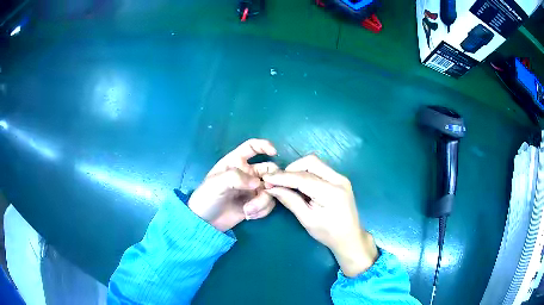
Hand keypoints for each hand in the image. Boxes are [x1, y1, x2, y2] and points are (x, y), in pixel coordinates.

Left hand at [188, 139, 278, 231]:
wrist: (205, 222)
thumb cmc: (207, 197)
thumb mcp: (217, 183)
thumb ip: (237, 178)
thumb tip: (258, 183)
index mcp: (236, 162)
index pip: (252, 147)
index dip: (264, 145)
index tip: (274, 152)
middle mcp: (247, 173)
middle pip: (268, 170)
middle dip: (271, 180)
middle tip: (267, 190)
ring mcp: (252, 189)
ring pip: (270, 190)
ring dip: (263, 201)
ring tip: (248, 210)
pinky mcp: (256, 204)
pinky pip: (268, 204)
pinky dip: (262, 210)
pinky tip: (249, 215)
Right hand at [263, 155, 377, 276]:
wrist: (350, 237)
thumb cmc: (328, 233)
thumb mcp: (307, 220)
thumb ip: (290, 201)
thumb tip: (271, 188)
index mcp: (331, 193)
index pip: (303, 178)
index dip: (283, 177)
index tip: (266, 178)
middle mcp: (339, 179)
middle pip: (311, 162)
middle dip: (291, 169)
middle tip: (278, 181)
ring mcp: (341, 177)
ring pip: (315, 163)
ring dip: (298, 169)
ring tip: (287, 183)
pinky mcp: (340, 179)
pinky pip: (320, 169)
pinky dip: (306, 173)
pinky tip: (299, 184)